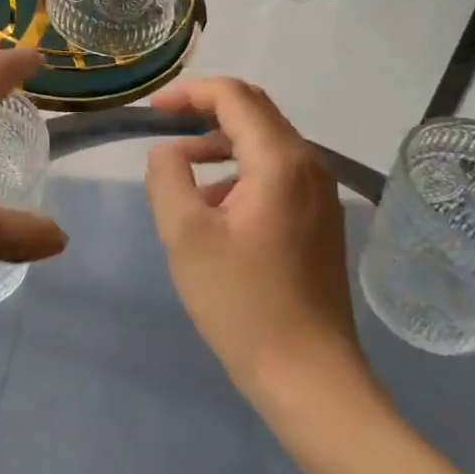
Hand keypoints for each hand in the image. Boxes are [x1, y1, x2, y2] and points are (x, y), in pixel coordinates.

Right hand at [145, 78, 372, 403]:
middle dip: (205, 109)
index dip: (190, 93)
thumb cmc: (243, 304)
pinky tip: (214, 205)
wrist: (311, 380)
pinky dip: (240, 169)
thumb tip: (168, 151)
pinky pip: (276, 171)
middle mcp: (308, 165)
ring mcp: (320, 193)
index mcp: (280, 161)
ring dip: (220, 141)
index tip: (154, 111)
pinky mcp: (320, 218)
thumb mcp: (185, 236)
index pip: (234, 96)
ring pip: (265, 141)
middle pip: (254, 111)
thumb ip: (168, 177)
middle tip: (164, 124)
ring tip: (181, 166)